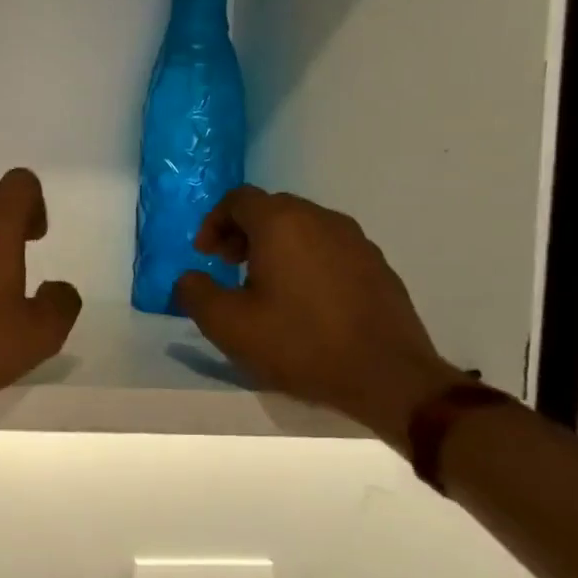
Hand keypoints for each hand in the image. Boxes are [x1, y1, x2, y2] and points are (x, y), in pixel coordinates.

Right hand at [172, 187, 463, 448]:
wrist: (388, 378)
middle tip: (228, 266)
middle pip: (272, 209)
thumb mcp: (227, 324)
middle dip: (243, 232)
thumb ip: (195, 293)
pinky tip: (303, 301)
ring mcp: (356, 242)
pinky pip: (329, 249)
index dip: (213, 223)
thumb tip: (189, 279)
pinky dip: (306, 260)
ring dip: (275, 246)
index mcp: (282, 224)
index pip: (238, 200)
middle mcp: (321, 220)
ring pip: (303, 227)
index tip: (205, 256)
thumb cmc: (299, 344)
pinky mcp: (378, 267)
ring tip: (264, 284)